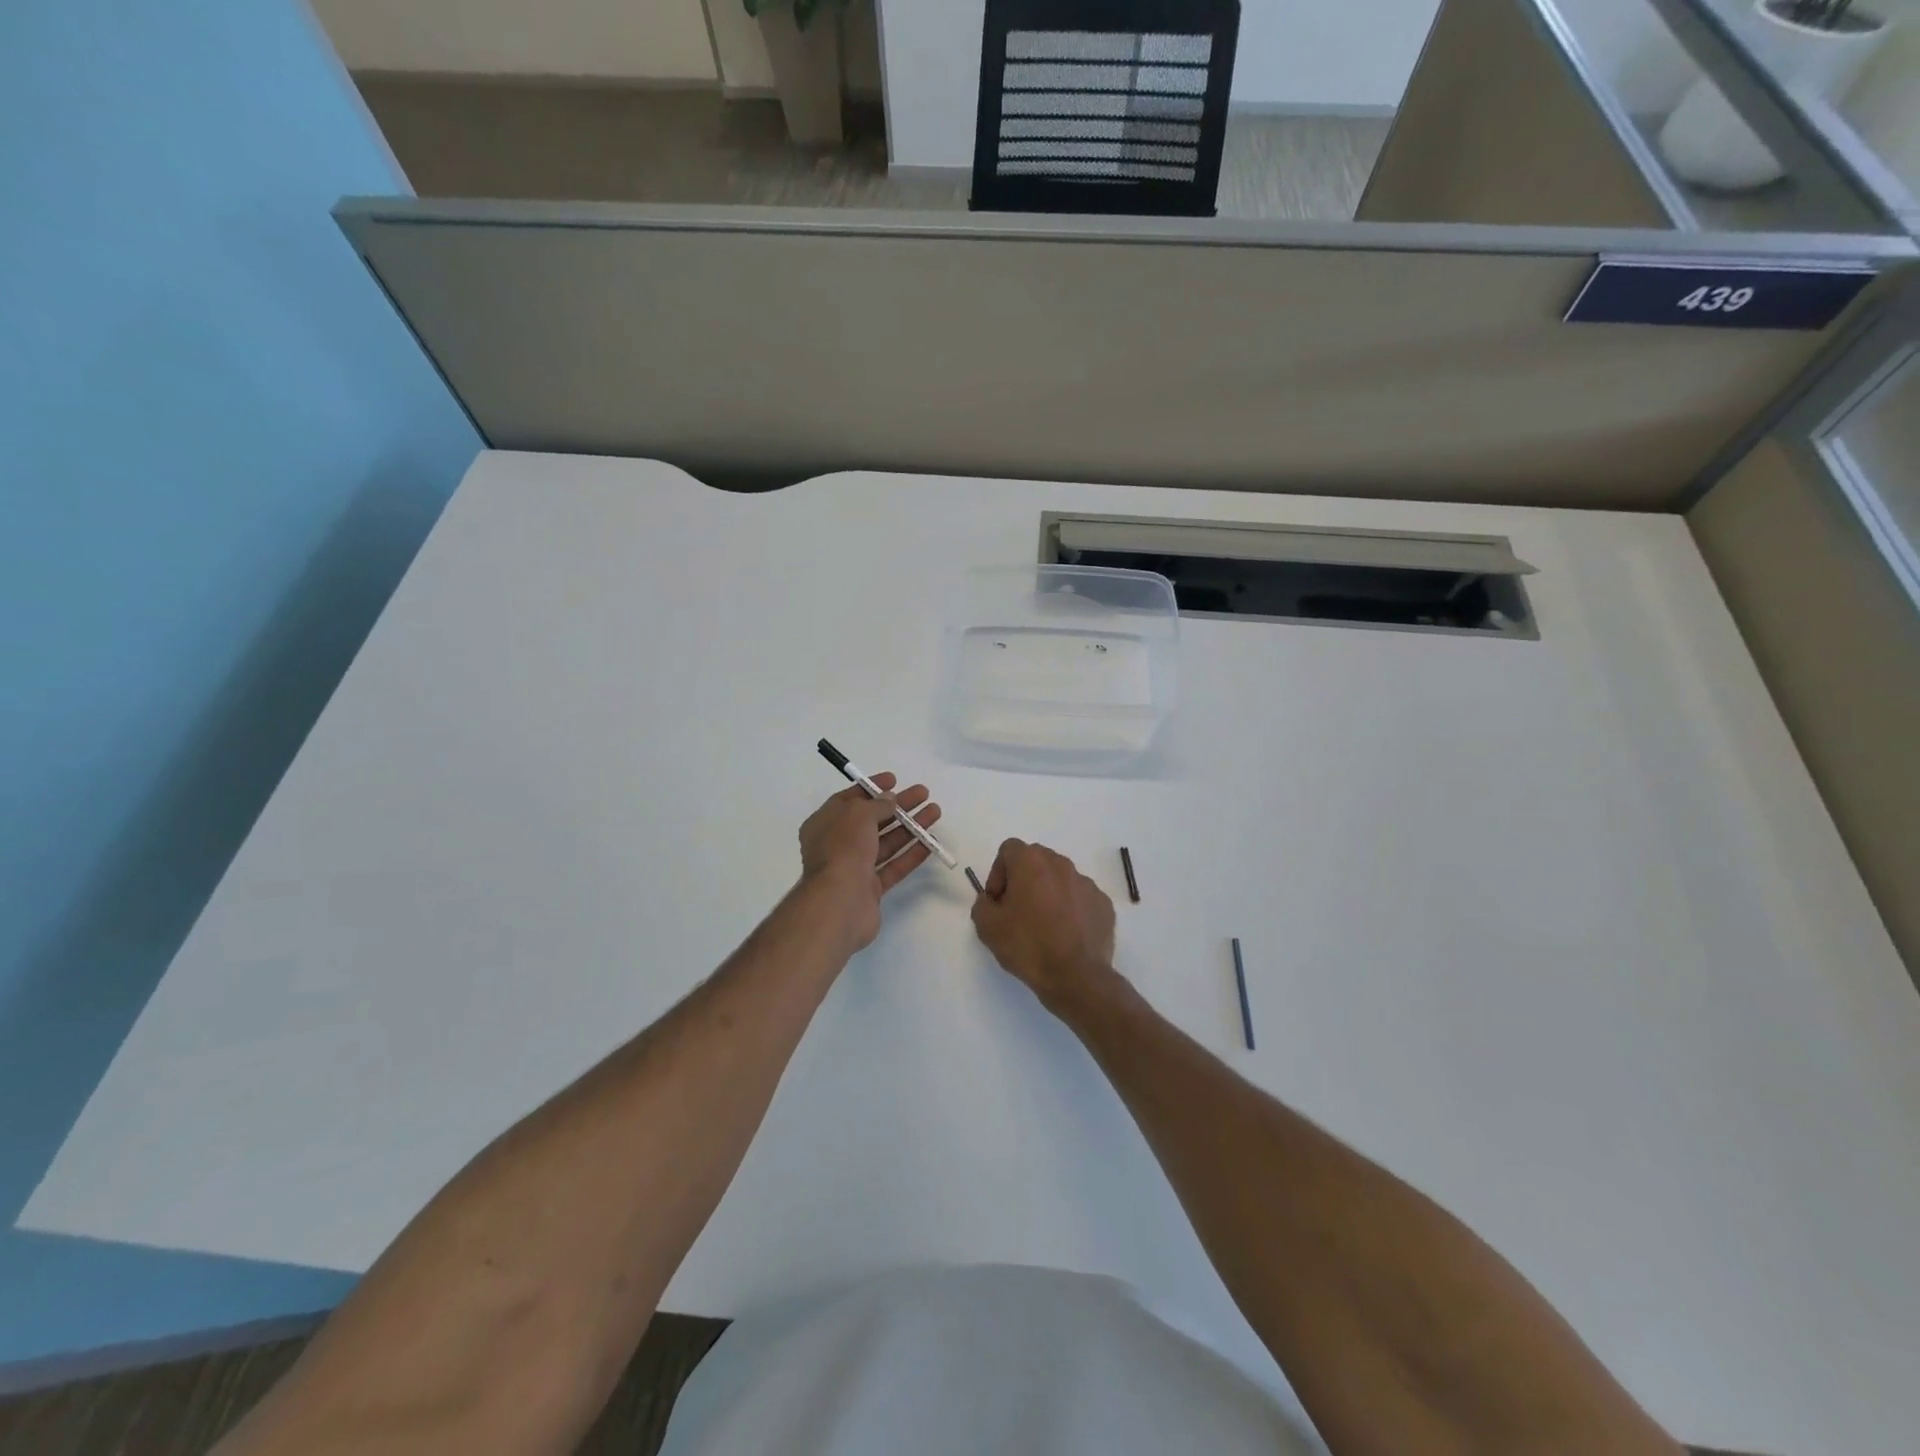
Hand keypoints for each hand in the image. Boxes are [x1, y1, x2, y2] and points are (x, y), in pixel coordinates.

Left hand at [798, 773, 942, 950]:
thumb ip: (877, 805)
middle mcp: (837, 844)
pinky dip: (911, 854)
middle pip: (872, 820)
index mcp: (825, 823)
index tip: (895, 779)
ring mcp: (854, 868)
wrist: (839, 903)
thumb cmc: (843, 849)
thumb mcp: (858, 815)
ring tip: (935, 812)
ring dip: (910, 827)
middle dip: (898, 806)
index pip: (849, 799)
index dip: (872, 788)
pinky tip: (930, 843)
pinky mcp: (870, 889)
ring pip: (886, 842)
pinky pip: (893, 866)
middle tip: (923, 794)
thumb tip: (890, 799)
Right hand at [971, 840, 1117, 1014]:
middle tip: (1017, 911)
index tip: (998, 901)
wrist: (1076, 977)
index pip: (1009, 850)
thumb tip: (992, 900)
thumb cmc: (1028, 946)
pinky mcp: (1104, 904)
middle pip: (1036, 860)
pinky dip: (1071, 909)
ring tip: (1044, 926)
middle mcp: (1061, 864)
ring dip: (1048, 894)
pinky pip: (1080, 898)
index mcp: (1031, 862)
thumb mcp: (987, 927)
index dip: (998, 873)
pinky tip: (1066, 936)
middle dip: (1023, 880)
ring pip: (1060, 879)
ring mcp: (1087, 883)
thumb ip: (982, 904)